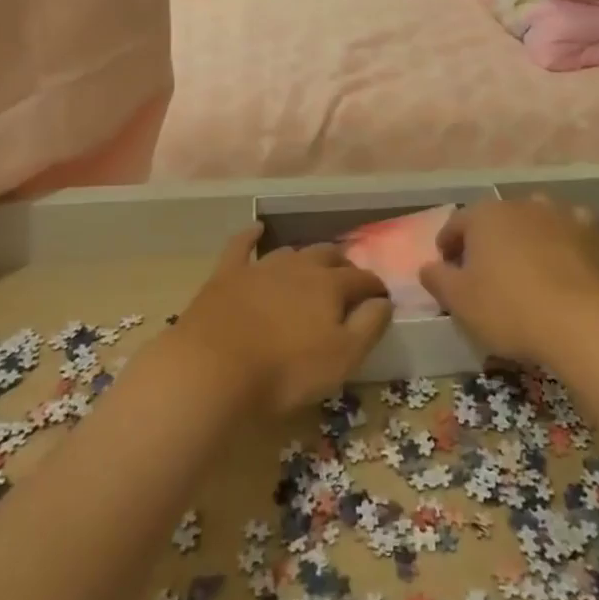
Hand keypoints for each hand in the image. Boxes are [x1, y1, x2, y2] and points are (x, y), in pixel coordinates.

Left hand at [172, 225, 392, 414]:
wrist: (214, 368)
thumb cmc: (286, 370)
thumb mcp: (342, 357)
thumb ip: (369, 325)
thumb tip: (384, 301)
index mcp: (330, 285)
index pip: (362, 279)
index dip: (375, 288)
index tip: (382, 298)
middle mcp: (299, 266)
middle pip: (328, 256)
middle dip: (343, 266)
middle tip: (348, 281)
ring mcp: (261, 267)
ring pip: (291, 252)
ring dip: (306, 257)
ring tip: (312, 267)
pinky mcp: (228, 274)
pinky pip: (241, 245)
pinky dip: (251, 235)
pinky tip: (257, 229)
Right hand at [421, 196, 598, 366]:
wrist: (580, 320)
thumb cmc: (508, 307)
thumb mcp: (459, 301)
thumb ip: (438, 279)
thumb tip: (427, 267)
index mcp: (484, 215)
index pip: (456, 223)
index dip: (448, 243)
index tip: (446, 265)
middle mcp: (520, 204)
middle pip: (495, 218)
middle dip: (487, 238)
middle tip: (483, 268)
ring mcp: (558, 214)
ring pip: (534, 218)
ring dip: (526, 234)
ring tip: (525, 261)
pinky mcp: (590, 233)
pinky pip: (572, 229)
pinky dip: (565, 239)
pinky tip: (565, 257)